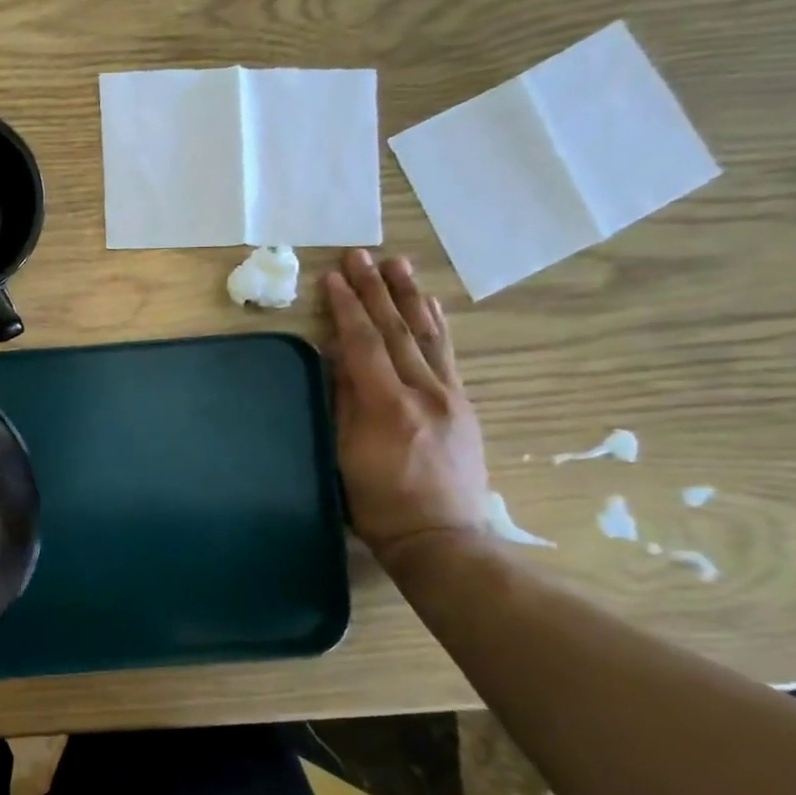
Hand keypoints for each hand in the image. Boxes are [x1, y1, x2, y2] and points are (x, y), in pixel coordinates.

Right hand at [323, 250, 490, 566]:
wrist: (441, 539)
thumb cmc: (378, 504)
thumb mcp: (344, 455)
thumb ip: (342, 402)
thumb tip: (335, 357)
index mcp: (388, 406)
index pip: (364, 344)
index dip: (346, 309)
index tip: (333, 278)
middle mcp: (425, 392)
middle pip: (397, 331)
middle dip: (376, 290)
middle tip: (360, 255)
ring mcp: (450, 397)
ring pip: (428, 336)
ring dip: (409, 296)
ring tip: (397, 264)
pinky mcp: (462, 405)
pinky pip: (448, 355)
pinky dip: (437, 325)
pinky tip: (430, 305)